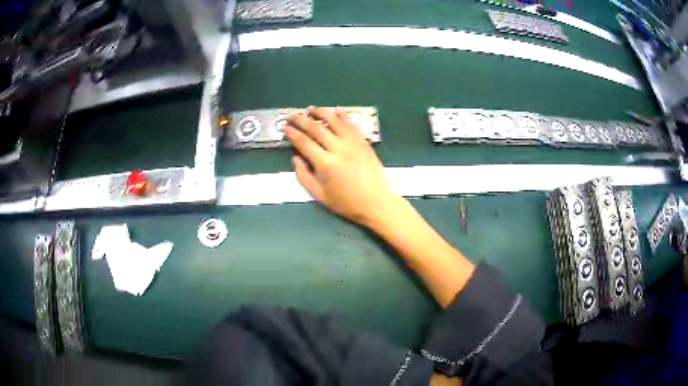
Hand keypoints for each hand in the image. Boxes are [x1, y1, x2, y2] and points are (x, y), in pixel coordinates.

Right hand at [285, 107, 398, 226]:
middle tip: (292, 115)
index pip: (304, 143)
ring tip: (311, 109)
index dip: (292, 133)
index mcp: (325, 164)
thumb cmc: (347, 203)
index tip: (285, 127)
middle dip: (301, 120)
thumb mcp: (320, 196)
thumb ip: (304, 176)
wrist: (376, 202)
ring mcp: (353, 143)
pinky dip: (342, 116)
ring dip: (321, 113)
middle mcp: (338, 149)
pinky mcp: (363, 142)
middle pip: (316, 128)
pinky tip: (336, 111)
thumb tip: (295, 158)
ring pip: (334, 121)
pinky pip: (351, 125)